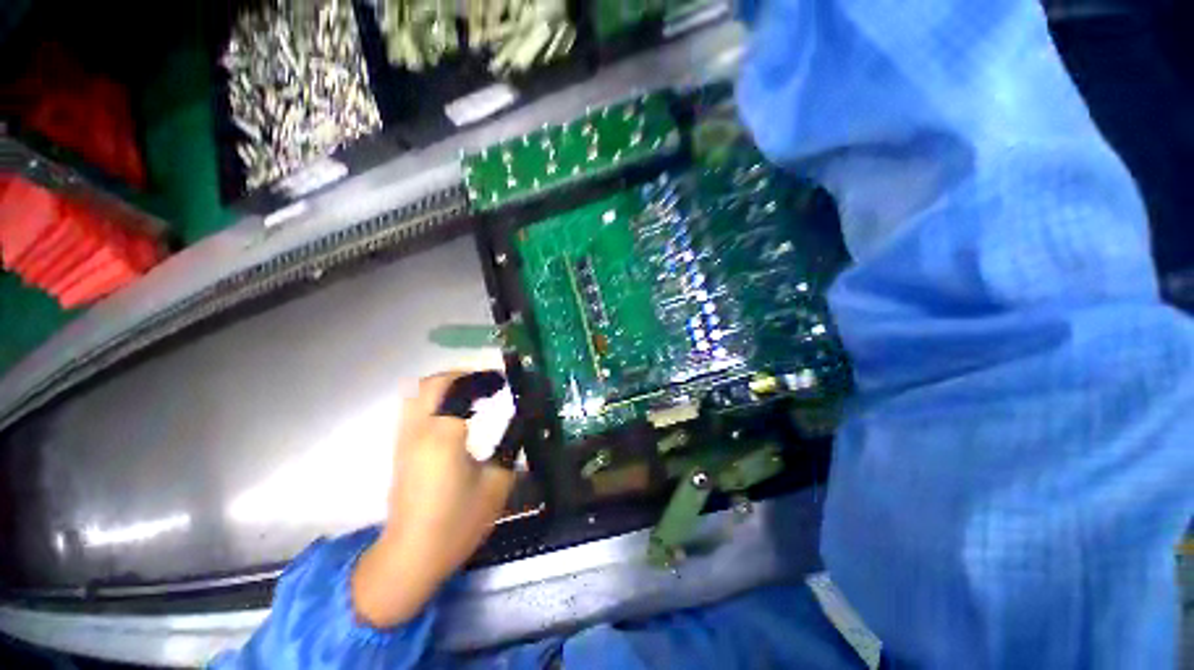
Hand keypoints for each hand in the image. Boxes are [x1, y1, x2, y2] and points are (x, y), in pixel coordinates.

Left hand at [352, 372, 515, 627]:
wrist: (412, 555)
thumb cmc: (458, 522)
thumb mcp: (497, 484)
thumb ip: (510, 445)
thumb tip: (521, 421)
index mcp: (443, 436)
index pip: (459, 388)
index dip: (483, 379)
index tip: (503, 382)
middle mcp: (419, 430)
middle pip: (432, 383)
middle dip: (462, 375)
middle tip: (487, 384)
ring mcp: (405, 438)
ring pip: (418, 392)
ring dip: (447, 385)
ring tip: (472, 394)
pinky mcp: (401, 448)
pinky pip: (415, 407)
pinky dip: (436, 398)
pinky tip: (455, 414)